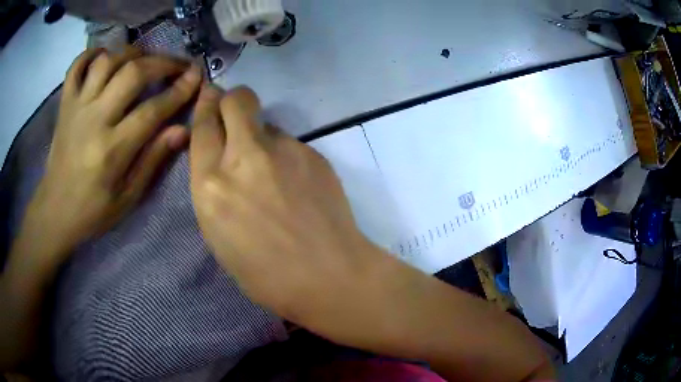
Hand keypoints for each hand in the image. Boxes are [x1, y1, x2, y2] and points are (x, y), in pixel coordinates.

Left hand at [23, 48, 201, 265]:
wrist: (55, 211)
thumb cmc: (93, 210)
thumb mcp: (128, 197)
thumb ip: (153, 160)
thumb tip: (182, 130)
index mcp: (112, 149)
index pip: (152, 110)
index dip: (179, 90)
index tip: (196, 76)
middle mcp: (94, 119)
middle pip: (132, 73)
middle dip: (162, 63)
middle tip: (178, 64)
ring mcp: (77, 107)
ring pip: (107, 61)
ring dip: (132, 53)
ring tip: (144, 59)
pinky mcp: (65, 104)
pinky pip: (76, 66)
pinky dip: (91, 54)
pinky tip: (105, 56)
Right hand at [189, 86, 390, 332]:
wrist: (329, 275)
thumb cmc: (266, 274)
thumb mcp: (219, 235)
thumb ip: (215, 189)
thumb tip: (223, 160)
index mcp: (211, 184)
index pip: (203, 125)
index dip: (205, 105)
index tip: (209, 95)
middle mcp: (244, 157)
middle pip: (236, 100)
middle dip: (232, 100)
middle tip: (235, 115)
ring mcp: (283, 151)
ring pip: (266, 123)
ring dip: (261, 137)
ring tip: (274, 173)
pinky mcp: (312, 153)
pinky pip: (290, 143)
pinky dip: (286, 156)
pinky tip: (297, 185)